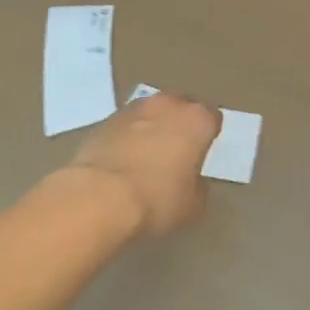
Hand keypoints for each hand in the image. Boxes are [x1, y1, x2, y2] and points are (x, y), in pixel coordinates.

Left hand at [67, 92, 219, 236]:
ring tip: (144, 158)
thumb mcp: (192, 205)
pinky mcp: (104, 120)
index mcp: (196, 119)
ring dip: (150, 129)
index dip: (207, 136)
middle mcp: (167, 104)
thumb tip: (191, 180)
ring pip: (150, 114)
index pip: (212, 118)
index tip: (201, 155)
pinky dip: (125, 139)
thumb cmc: (156, 200)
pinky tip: (120, 164)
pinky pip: (124, 127)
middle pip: (179, 108)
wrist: (98, 198)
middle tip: (174, 154)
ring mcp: (133, 109)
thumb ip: (198, 186)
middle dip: (178, 126)